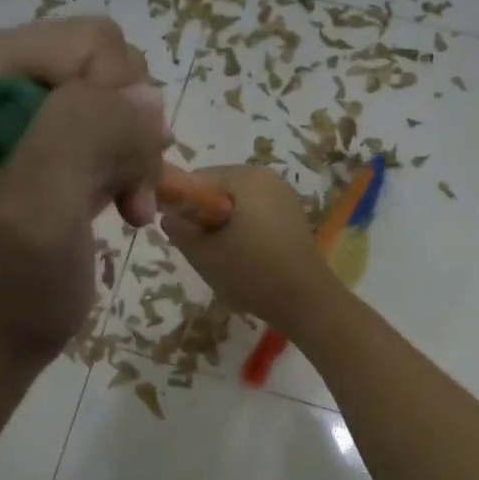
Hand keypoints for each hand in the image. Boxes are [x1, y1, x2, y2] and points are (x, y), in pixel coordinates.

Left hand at [0, 18, 166, 368]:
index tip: (113, 172)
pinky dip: (131, 167)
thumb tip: (147, 100)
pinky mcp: (44, 135)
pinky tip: (124, 205)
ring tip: (127, 203)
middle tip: (124, 191)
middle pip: (109, 65)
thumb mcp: (39, 202)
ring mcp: (18, 104)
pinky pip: (117, 125)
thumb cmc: (7, 279)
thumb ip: (86, 129)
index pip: (89, 44)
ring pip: (121, 97)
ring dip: (135, 155)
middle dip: (129, 132)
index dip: (118, 106)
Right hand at [161, 166, 343, 333]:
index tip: (183, 235)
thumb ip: (179, 230)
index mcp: (246, 177)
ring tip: (226, 261)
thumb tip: (170, 216)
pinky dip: (245, 235)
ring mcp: (285, 198)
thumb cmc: (252, 272)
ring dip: (225, 229)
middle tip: (204, 252)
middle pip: (220, 191)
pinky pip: (257, 218)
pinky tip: (248, 263)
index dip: (183, 205)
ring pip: (238, 207)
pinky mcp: (294, 219)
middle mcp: (269, 179)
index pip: (198, 179)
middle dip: (206, 218)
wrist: (307, 302)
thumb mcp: (204, 254)